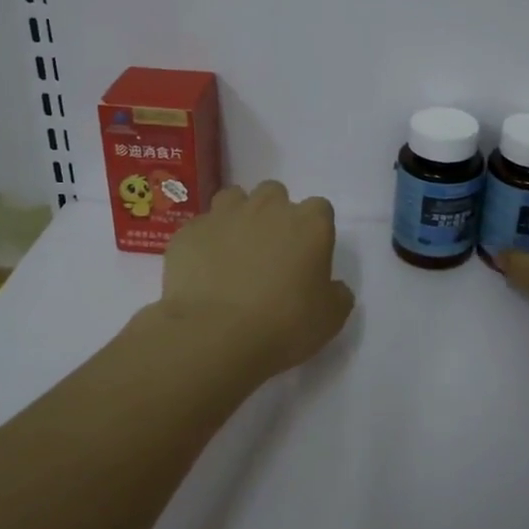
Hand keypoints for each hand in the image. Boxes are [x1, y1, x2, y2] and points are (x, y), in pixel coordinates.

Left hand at [158, 181, 355, 378]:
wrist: (214, 335)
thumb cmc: (283, 325)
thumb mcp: (330, 319)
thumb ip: (337, 295)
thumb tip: (334, 288)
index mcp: (309, 224)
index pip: (320, 209)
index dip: (314, 229)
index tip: (308, 255)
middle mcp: (268, 208)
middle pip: (275, 193)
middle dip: (274, 214)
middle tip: (270, 250)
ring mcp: (224, 215)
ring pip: (234, 198)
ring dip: (237, 216)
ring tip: (234, 249)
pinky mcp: (190, 231)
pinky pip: (201, 227)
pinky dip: (204, 241)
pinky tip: (203, 269)